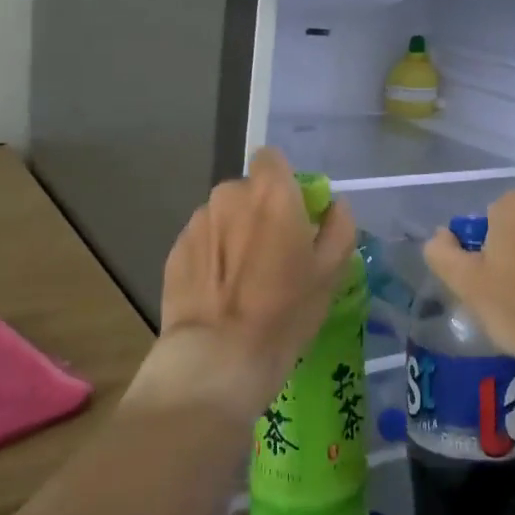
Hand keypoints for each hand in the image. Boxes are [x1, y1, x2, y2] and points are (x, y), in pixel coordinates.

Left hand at [133, 147, 356, 425]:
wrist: (219, 355)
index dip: (284, 181)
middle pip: (247, 190)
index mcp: (270, 193)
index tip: (294, 212)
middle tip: (274, 253)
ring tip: (244, 279)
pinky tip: (220, 293)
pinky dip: (212, 256)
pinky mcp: (175, 250)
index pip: (272, 158)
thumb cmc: (285, 310)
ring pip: (223, 216)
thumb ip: (338, 226)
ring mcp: (197, 222)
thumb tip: (333, 206)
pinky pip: (202, 241)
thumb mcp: (331, 271)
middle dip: (260, 211)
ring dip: (234, 233)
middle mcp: (229, 195)